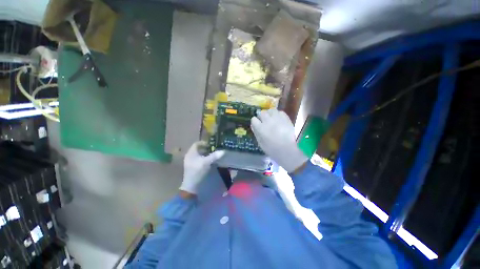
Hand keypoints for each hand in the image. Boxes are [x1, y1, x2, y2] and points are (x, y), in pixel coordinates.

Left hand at [180, 142, 224, 193]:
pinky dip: (204, 158)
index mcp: (191, 153)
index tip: (211, 144)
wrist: (191, 185)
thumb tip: (223, 151)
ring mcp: (190, 162)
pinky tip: (209, 161)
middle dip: (205, 148)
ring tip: (212, 155)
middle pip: (198, 149)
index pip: (196, 144)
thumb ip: (214, 156)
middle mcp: (189, 156)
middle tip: (213, 149)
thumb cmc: (197, 171)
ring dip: (205, 154)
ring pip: (198, 154)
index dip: (204, 143)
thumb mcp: (206, 162)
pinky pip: (198, 159)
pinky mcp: (192, 166)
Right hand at [251, 109, 307, 172]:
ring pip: (271, 110)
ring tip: (271, 118)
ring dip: (269, 114)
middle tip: (264, 122)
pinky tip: (278, 119)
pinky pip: (280, 112)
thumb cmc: (271, 149)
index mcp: (260, 128)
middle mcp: (268, 121)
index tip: (257, 124)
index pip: (253, 119)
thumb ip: (256, 133)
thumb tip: (253, 125)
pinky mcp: (285, 118)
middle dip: (262, 117)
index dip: (255, 122)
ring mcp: (277, 119)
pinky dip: (278, 114)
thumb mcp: (260, 143)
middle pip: (262, 113)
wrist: (286, 150)